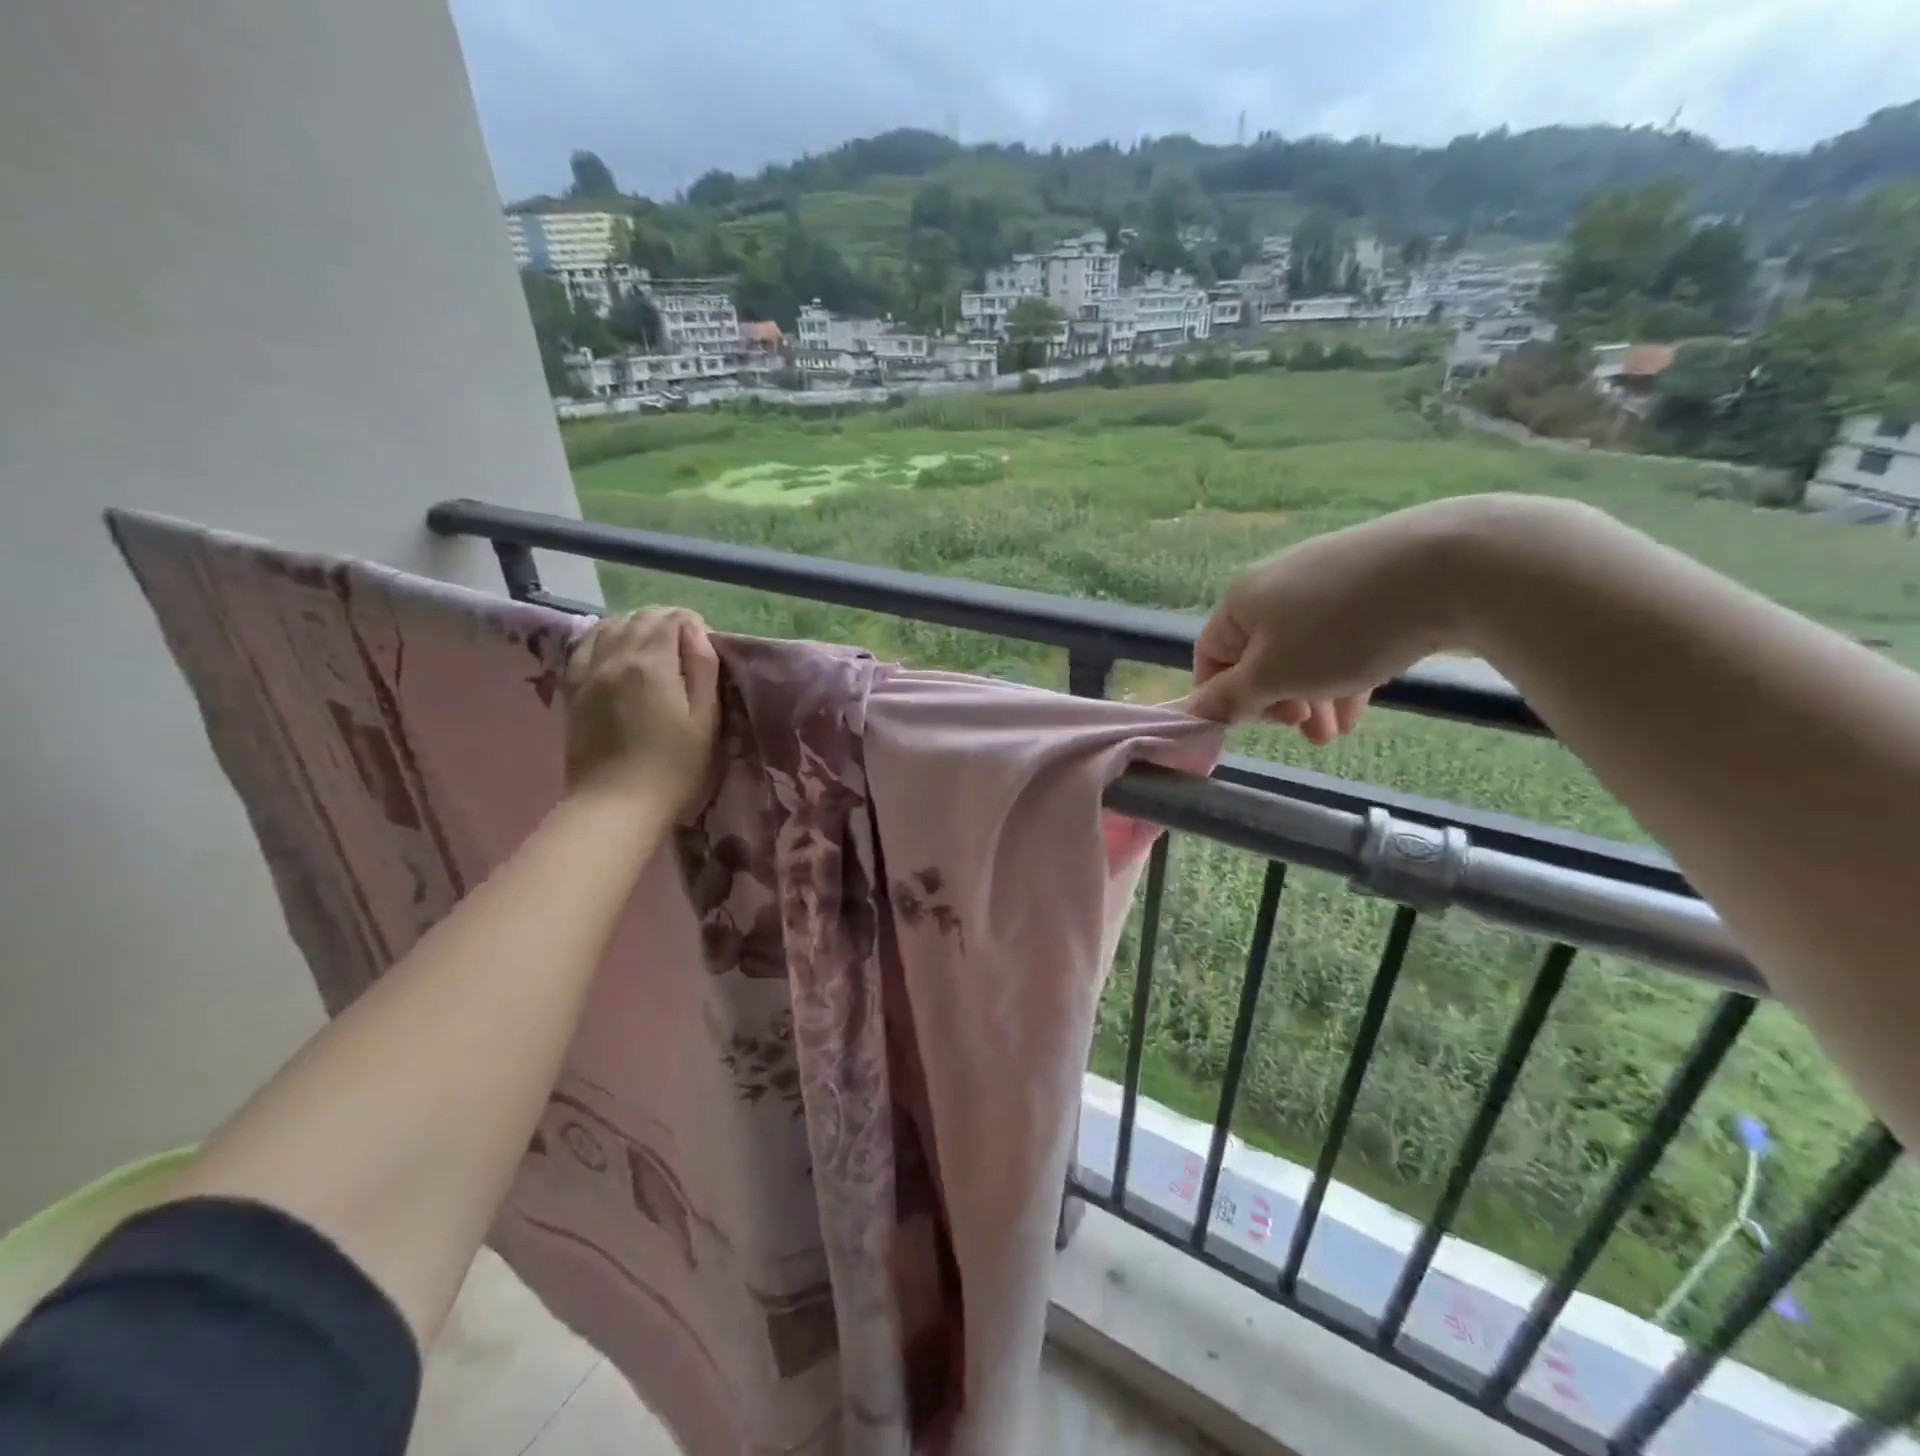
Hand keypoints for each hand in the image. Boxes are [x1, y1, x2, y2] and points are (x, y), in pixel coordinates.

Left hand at [563, 608, 719, 817]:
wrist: (616, 805)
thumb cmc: (674, 767)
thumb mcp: (705, 720)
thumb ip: (703, 669)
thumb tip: (696, 632)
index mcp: (652, 663)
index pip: (673, 619)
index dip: (693, 624)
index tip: (705, 645)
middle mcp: (616, 657)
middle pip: (641, 618)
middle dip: (666, 622)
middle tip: (685, 646)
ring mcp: (589, 672)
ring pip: (611, 626)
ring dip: (636, 626)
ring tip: (653, 646)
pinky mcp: (573, 690)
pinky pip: (584, 646)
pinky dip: (604, 637)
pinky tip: (615, 648)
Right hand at [1191, 498, 1480, 737]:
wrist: (1451, 567)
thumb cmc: (1342, 629)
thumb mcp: (1276, 675)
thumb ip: (1229, 698)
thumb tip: (1190, 713)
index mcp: (1241, 602)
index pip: (1210, 658)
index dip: (1225, 699)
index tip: (1258, 728)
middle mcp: (1274, 585)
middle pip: (1259, 657)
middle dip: (1278, 703)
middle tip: (1304, 732)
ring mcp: (1324, 579)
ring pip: (1303, 651)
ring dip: (1313, 697)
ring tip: (1337, 733)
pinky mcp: (1368, 581)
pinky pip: (1340, 636)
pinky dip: (1343, 672)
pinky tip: (1362, 702)